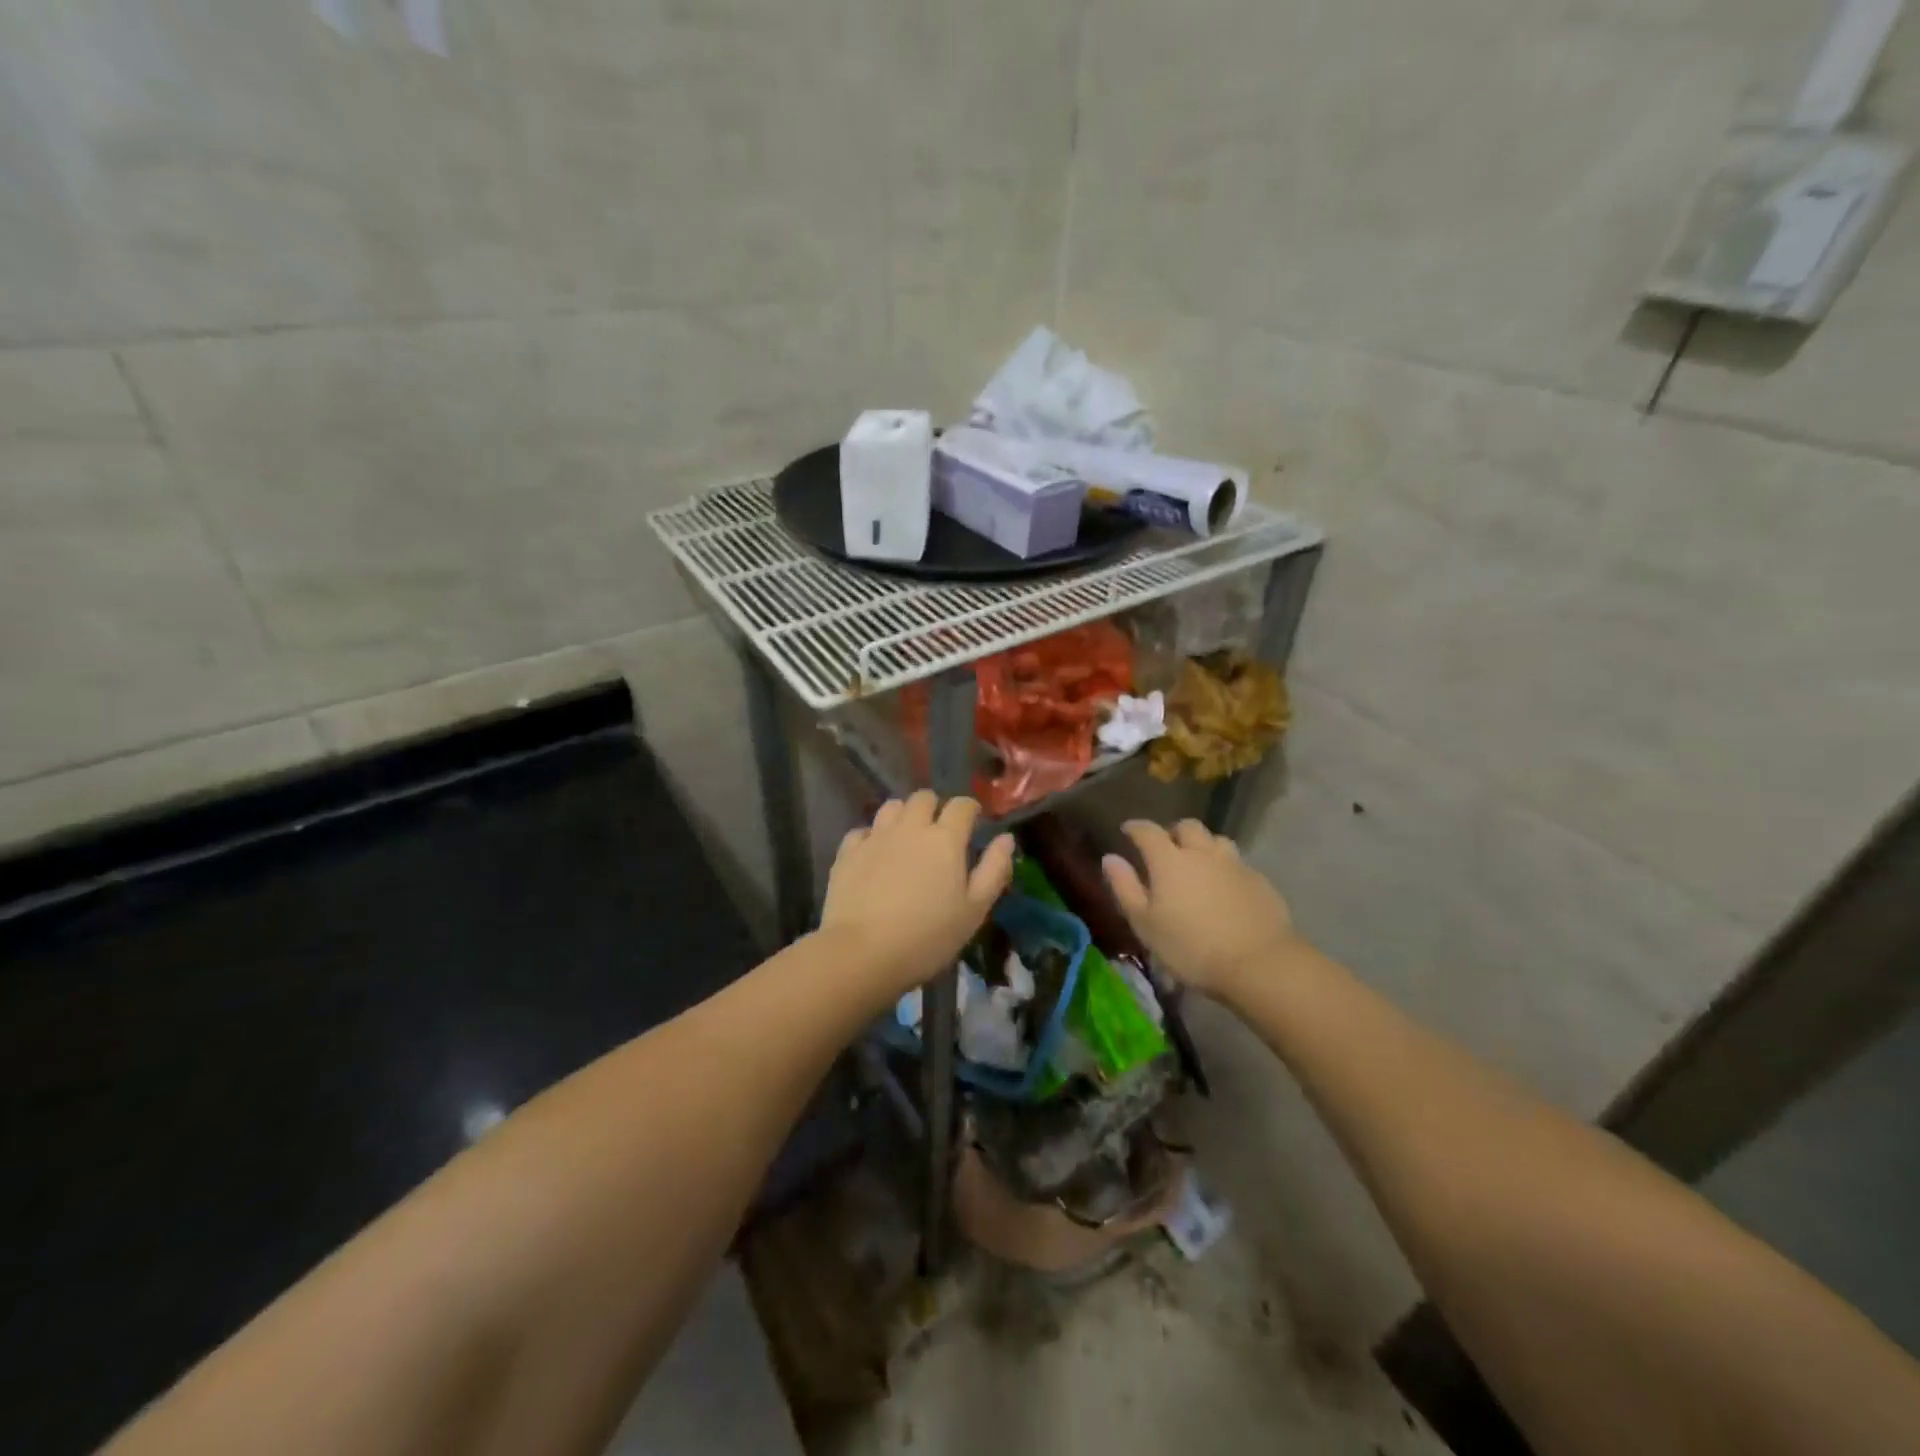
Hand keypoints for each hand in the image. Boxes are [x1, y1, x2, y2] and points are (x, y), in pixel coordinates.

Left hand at [819, 791, 1014, 997]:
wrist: (862, 953)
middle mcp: (910, 827)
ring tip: (906, 838)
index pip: (962, 805)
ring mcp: (875, 837)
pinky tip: (874, 856)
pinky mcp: (847, 852)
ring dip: (903, 815)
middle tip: (938, 832)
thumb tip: (1006, 838)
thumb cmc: (928, 936)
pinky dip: (872, 837)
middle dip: (935, 807)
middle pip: (924, 798)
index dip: (970, 809)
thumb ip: (993, 870)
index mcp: (945, 838)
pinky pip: (863, 831)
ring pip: (891, 807)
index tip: (973, 822)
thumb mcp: (974, 910)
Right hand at [1101, 819, 1298, 997]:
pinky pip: (1237, 862)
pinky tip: (1224, 886)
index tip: (1127, 830)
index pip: (1147, 831)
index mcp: (1169, 860)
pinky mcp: (1259, 880)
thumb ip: (1125, 887)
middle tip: (1166, 848)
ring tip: (1198, 863)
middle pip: (1187, 826)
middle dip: (1173, 832)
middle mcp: (1201, 853)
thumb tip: (1110, 858)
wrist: (1258, 963)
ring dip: (1203, 845)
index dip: (1135, 827)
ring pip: (1216, 840)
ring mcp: (1234, 864)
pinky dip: (1225, 867)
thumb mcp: (1145, 924)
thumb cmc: (1190, 947)